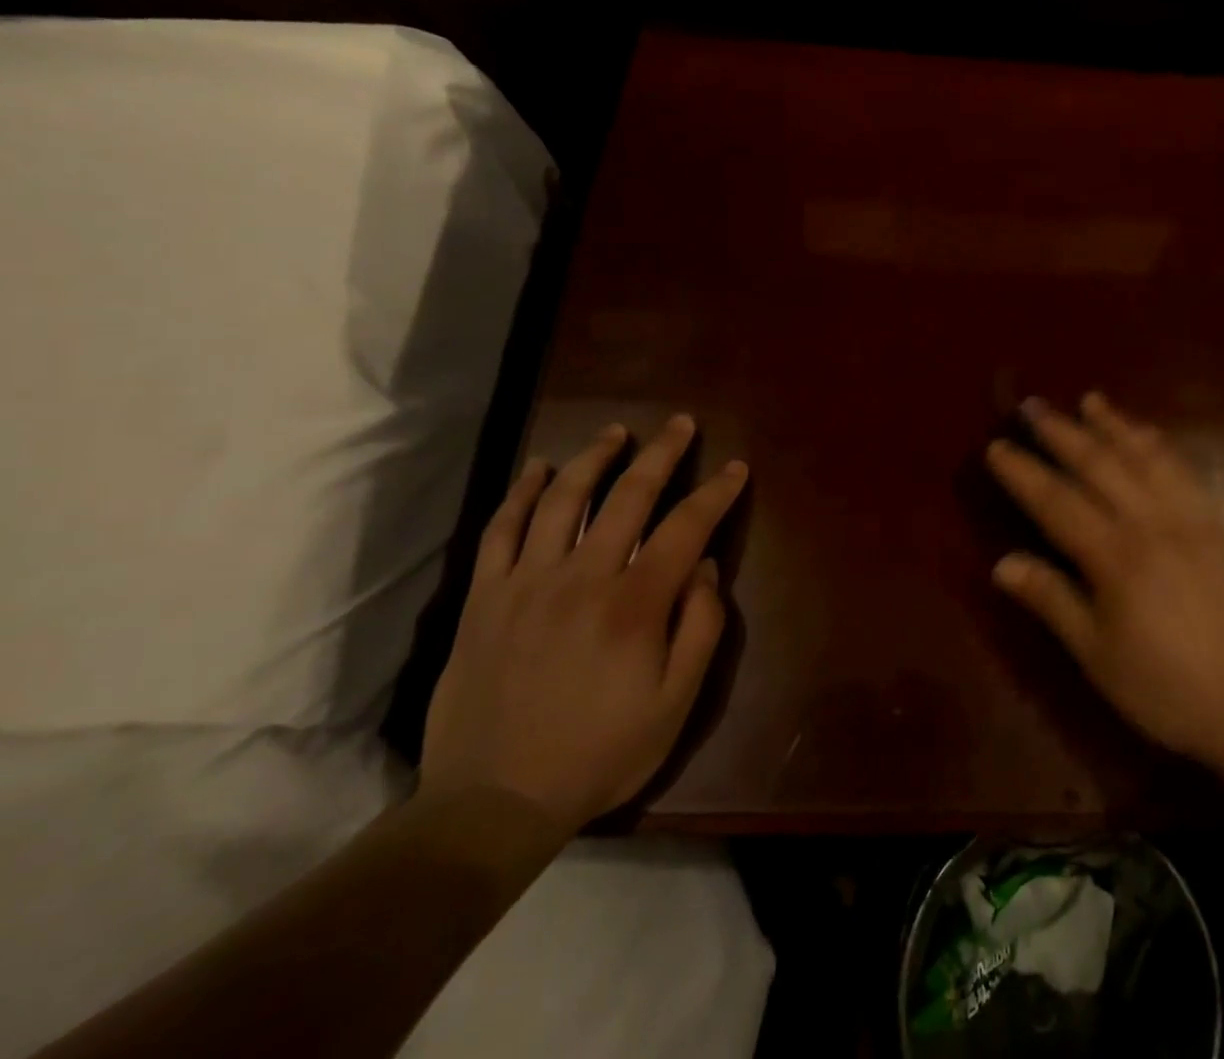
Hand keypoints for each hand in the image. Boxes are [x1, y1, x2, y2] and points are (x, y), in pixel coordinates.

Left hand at [421, 417, 745, 832]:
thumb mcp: (675, 704)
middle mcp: (583, 577)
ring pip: (564, 499)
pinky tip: (537, 468)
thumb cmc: (599, 753)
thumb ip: (700, 628)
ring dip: (594, 457)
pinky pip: (502, 530)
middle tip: (680, 423)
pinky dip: (521, 493)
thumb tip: (703, 567)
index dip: (715, 492)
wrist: (493, 802)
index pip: (686, 527)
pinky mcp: (486, 597)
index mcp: (634, 604)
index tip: (735, 468)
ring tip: (617, 432)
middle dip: (662, 453)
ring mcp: (528, 582)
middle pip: (629, 495)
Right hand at [985, 393, 1223, 792]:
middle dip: (1062, 432)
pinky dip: (1159, 445)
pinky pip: (1184, 471)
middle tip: (1033, 405)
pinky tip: (1146, 434)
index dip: (1023, 472)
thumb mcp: (1097, 655)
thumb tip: (1001, 563)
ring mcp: (1189, 519)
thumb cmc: (1165, 689)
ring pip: (1144, 457)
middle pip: (1098, 464)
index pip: (1056, 501)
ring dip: (1114, 425)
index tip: (997, 446)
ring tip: (1090, 400)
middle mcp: (1151, 524)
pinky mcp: (1216, 525)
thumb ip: (1052, 600)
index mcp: (1115, 558)